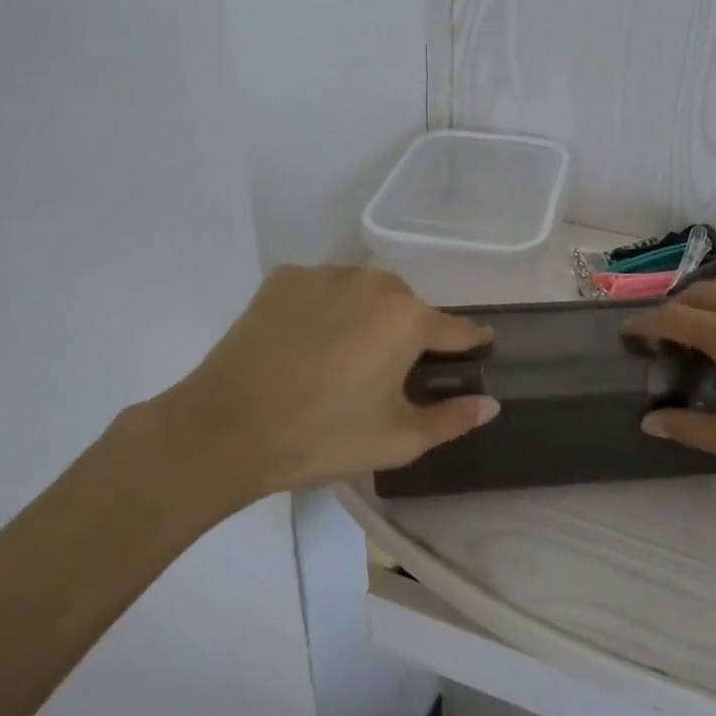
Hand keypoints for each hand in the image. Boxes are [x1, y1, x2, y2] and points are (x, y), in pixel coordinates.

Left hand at [138, 265, 498, 514]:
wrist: (225, 429)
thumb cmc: (323, 436)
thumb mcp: (397, 440)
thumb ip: (452, 419)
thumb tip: (490, 405)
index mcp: (408, 318)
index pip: (456, 328)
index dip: (470, 341)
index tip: (479, 346)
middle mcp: (374, 283)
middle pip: (407, 306)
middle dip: (408, 333)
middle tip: (389, 372)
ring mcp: (325, 275)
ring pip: (363, 292)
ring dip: (365, 316)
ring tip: (342, 357)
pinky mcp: (284, 279)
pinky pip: (321, 289)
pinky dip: (323, 309)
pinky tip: (305, 343)